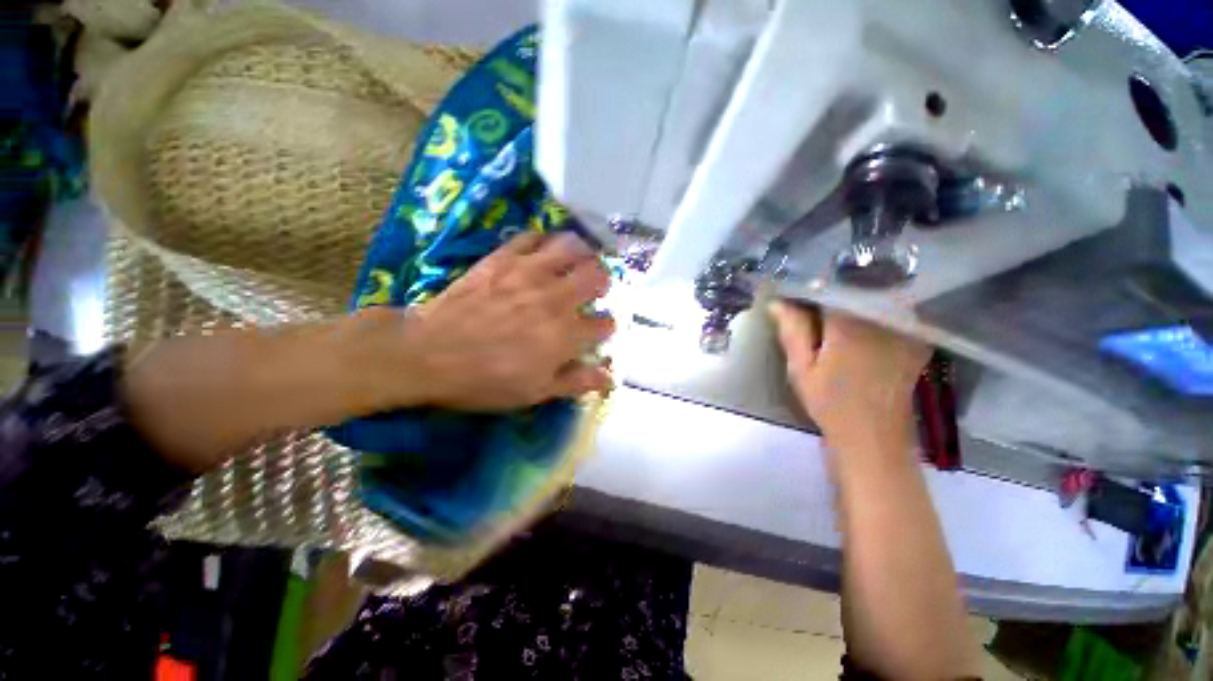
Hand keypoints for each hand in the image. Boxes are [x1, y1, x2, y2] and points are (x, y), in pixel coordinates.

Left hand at [364, 232, 614, 410]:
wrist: (428, 353)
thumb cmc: (484, 380)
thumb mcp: (534, 392)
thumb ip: (575, 381)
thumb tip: (609, 377)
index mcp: (564, 335)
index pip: (603, 324)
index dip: (606, 327)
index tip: (601, 329)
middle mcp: (555, 299)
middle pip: (596, 276)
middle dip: (603, 282)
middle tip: (595, 288)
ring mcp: (529, 273)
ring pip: (571, 248)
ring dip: (582, 253)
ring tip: (578, 261)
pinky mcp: (503, 258)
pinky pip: (533, 236)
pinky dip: (545, 239)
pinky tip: (543, 249)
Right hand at [769, 301, 929, 447]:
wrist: (873, 436)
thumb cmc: (830, 403)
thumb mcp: (801, 369)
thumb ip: (792, 331)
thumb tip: (776, 301)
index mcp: (851, 324)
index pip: (830, 286)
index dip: (811, 283)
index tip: (795, 289)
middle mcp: (883, 319)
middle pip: (857, 285)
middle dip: (833, 285)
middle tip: (811, 296)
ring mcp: (904, 329)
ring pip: (877, 295)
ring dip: (854, 293)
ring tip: (832, 304)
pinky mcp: (915, 340)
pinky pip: (894, 310)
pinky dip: (876, 307)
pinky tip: (859, 318)